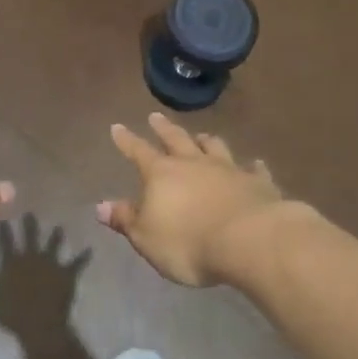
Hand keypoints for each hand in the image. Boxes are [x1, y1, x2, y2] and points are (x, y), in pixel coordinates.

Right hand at [97, 113, 294, 286]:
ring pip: (214, 147)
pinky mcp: (257, 183)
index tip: (117, 126)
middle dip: (163, 128)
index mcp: (162, 174)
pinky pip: (253, 169)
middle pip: (176, 139)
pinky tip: (254, 163)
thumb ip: (126, 220)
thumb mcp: (147, 238)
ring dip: (205, 141)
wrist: (248, 240)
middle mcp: (193, 163)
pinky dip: (251, 165)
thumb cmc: (189, 242)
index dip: (126, 140)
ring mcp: (227, 169)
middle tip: (155, 116)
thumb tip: (100, 206)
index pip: (138, 151)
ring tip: (201, 135)